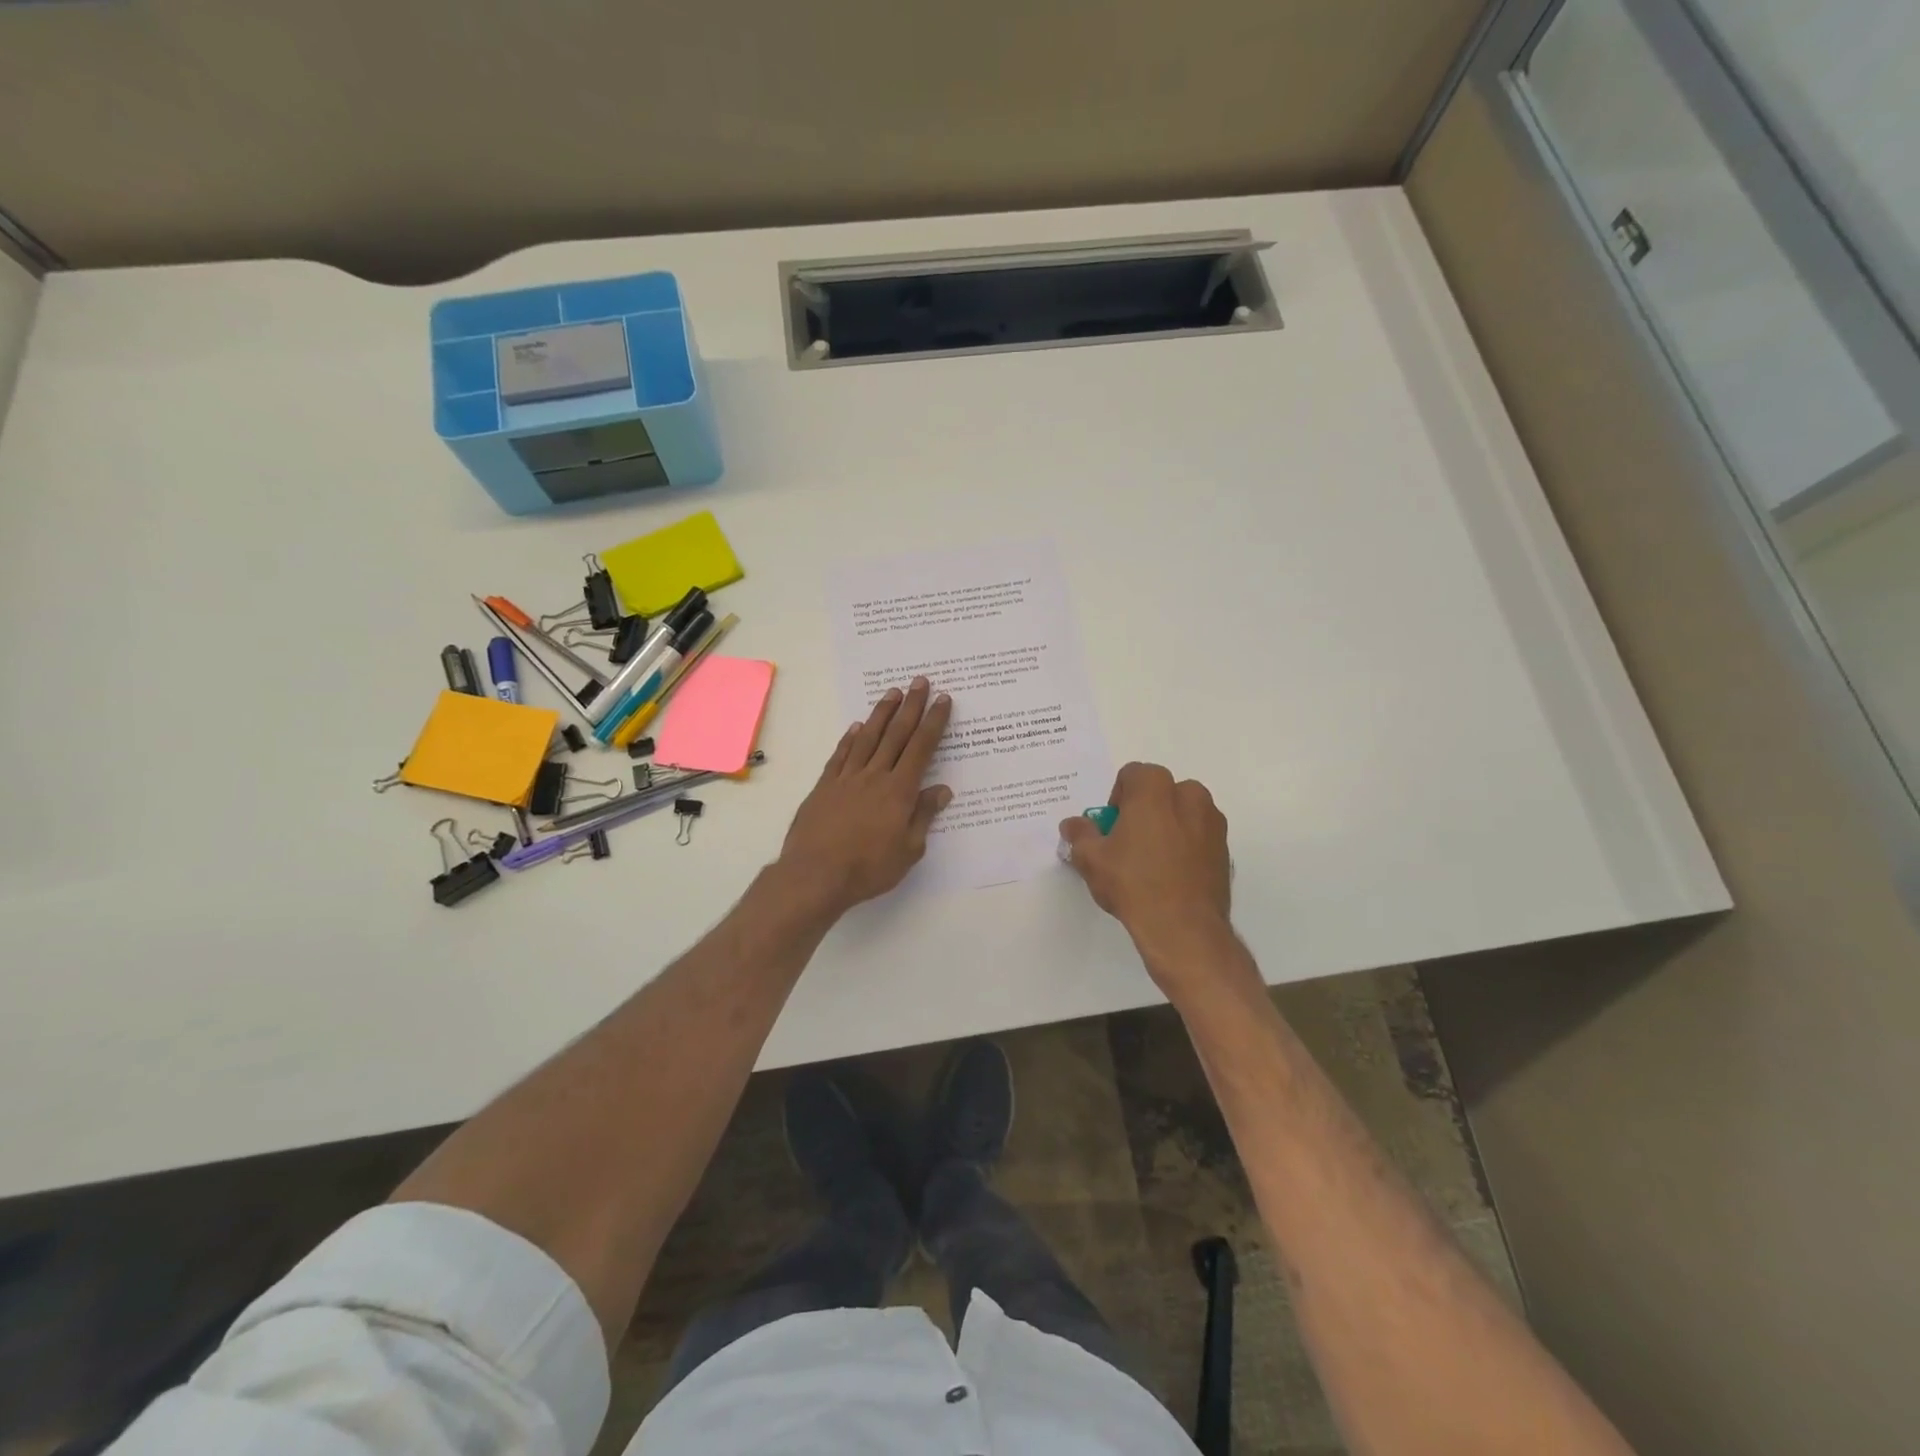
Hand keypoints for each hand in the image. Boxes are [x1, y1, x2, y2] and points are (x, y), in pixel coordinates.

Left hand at [779, 677, 953, 915]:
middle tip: (920, 681)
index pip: (922, 748)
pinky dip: (849, 739)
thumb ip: (923, 816)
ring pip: (867, 738)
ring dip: (881, 714)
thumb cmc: (869, 868)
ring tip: (892, 693)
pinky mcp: (824, 787)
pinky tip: (855, 727)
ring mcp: (846, 778)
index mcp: (899, 790)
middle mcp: (874, 776)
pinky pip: (840, 756)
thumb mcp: (908, 850)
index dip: (934, 722)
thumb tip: (942, 789)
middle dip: (911, 706)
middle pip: (896, 734)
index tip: (942, 700)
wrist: (815, 875)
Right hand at [1059, 763, 1232, 978]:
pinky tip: (1172, 875)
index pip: (1133, 774)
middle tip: (1129, 842)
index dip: (1118, 798)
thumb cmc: (1133, 883)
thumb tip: (1073, 824)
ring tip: (1152, 861)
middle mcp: (1190, 796)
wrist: (1183, 928)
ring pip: (1184, 812)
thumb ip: (1080, 834)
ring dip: (1168, 825)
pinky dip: (1186, 845)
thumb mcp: (1091, 859)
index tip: (1112, 827)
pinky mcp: (1225, 850)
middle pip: (1161, 791)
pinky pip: (1199, 836)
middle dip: (1145, 808)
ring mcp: (1213, 823)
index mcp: (1156, 789)